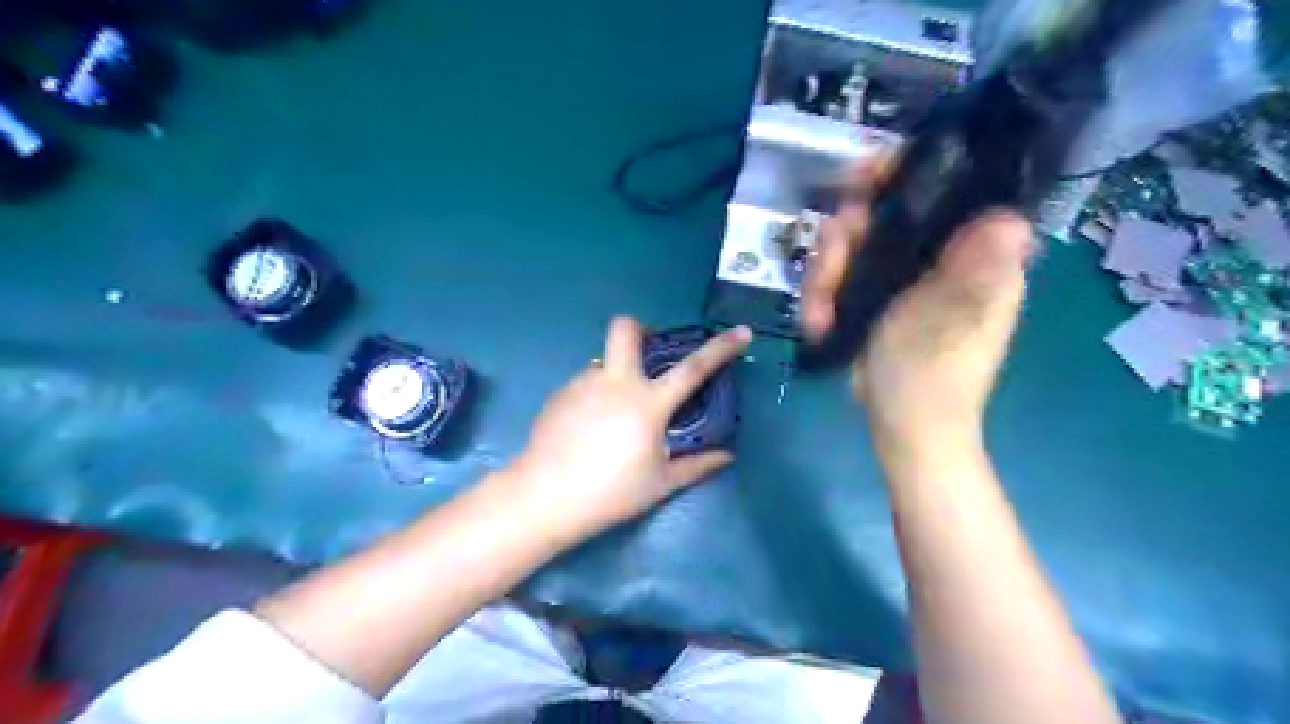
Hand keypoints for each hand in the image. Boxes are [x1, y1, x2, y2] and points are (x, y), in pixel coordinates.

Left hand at [497, 317, 751, 543]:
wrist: (545, 497)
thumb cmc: (610, 492)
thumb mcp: (660, 483)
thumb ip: (697, 466)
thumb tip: (726, 457)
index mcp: (648, 402)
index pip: (693, 368)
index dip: (721, 348)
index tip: (741, 332)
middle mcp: (615, 382)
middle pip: (626, 329)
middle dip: (640, 329)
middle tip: (648, 353)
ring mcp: (583, 383)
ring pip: (604, 362)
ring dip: (617, 375)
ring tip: (614, 416)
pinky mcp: (560, 394)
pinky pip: (585, 383)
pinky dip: (596, 396)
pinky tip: (589, 429)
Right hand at [803, 160, 1033, 457]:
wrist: (905, 429)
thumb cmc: (932, 376)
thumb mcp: (951, 321)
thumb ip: (969, 272)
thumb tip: (1008, 218)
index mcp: (971, 256)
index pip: (942, 191)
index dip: (902, 174)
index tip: (862, 177)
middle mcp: (935, 259)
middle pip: (882, 215)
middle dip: (845, 236)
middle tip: (829, 263)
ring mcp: (899, 281)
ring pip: (850, 249)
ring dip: (824, 276)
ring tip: (819, 311)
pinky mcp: (872, 303)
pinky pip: (838, 280)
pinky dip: (821, 300)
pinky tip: (818, 324)